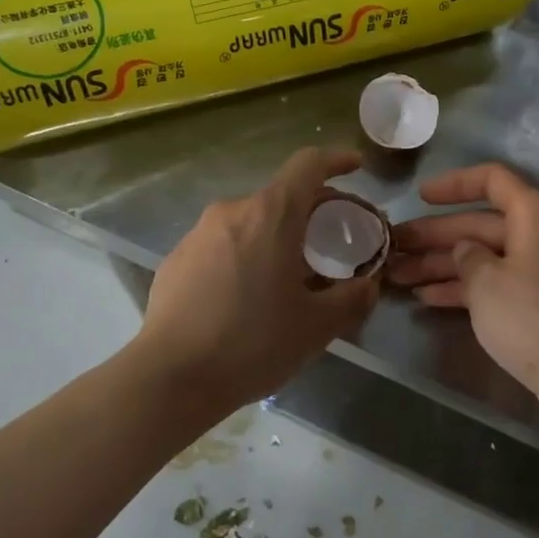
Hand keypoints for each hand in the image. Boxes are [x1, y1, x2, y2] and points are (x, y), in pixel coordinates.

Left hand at [138, 148, 379, 410]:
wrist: (171, 378)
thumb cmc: (252, 343)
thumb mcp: (317, 326)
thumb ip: (352, 298)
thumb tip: (368, 284)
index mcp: (271, 215)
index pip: (308, 164)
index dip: (336, 159)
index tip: (355, 167)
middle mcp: (232, 211)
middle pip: (281, 196)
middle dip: (312, 211)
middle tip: (333, 242)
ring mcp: (198, 233)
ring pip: (251, 221)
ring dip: (277, 235)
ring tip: (290, 274)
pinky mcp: (177, 258)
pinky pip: (223, 244)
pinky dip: (246, 254)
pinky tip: (248, 295)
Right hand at [387, 162, 538, 436]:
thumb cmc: (534, 317)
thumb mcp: (487, 282)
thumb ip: (467, 257)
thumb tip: (466, 251)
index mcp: (535, 214)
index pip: (492, 179)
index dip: (454, 184)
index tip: (419, 197)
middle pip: (480, 223)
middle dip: (435, 235)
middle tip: (393, 247)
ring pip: (484, 257)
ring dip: (442, 264)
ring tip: (398, 276)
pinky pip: (496, 284)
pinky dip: (464, 288)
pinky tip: (427, 298)